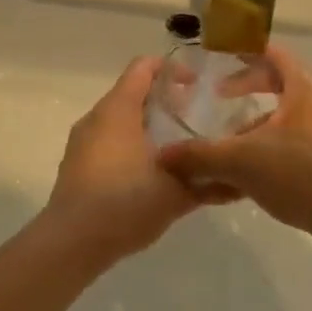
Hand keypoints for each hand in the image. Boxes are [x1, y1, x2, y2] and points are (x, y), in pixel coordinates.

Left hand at [42, 56, 222, 263]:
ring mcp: (82, 143)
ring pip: (120, 121)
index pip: (144, 67)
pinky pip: (109, 144)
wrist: (72, 243)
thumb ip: (209, 182)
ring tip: (178, 149)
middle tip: (195, 120)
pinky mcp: (77, 167)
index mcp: (119, 110)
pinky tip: (153, 175)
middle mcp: (97, 119)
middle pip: (132, 94)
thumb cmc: (126, 202)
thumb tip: (239, 182)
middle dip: (164, 102)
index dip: (172, 69)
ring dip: (148, 127)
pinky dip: (132, 148)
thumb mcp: (177, 191)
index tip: (197, 85)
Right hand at [156, 45, 311, 247]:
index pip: (273, 54)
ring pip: (290, 119)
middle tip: (220, 98)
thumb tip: (163, 156)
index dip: (245, 50)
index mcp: (305, 88)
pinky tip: (256, 178)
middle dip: (249, 91)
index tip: (220, 56)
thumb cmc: (302, 174)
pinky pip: (301, 145)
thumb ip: (200, 156)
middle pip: (282, 84)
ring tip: (232, 147)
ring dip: (260, 127)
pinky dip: (276, 150)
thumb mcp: (242, 162)